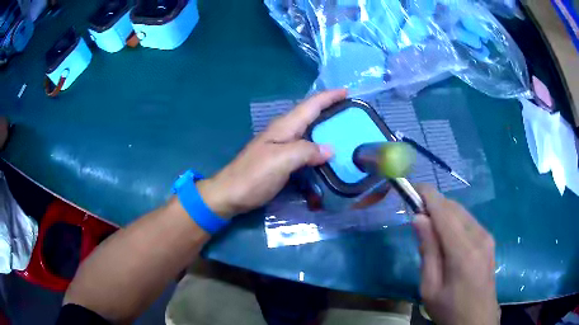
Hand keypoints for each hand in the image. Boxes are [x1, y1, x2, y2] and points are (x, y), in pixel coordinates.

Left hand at [197, 89, 346, 217]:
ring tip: (345, 129)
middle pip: (310, 114)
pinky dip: (318, 144)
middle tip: (352, 112)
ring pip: (308, 129)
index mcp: (284, 127)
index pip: (310, 105)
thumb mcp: (281, 161)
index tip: (347, 91)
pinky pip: (305, 146)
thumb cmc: (253, 176)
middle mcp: (284, 132)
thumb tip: (330, 149)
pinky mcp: (281, 159)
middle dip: (330, 108)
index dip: (329, 96)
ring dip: (325, 125)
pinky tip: (327, 151)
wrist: (230, 194)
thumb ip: (306, 151)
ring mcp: (281, 146)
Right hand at [413, 185, 498, 324]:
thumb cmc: (449, 308)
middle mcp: (479, 236)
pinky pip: (469, 221)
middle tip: (416, 214)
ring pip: (462, 212)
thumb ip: (427, 251)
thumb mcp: (430, 287)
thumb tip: (419, 218)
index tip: (411, 188)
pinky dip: (454, 220)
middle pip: (454, 207)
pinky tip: (446, 236)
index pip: (444, 212)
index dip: (427, 196)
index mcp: (463, 251)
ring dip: (444, 212)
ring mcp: (487, 237)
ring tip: (429, 228)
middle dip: (434, 203)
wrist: (477, 319)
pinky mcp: (489, 240)